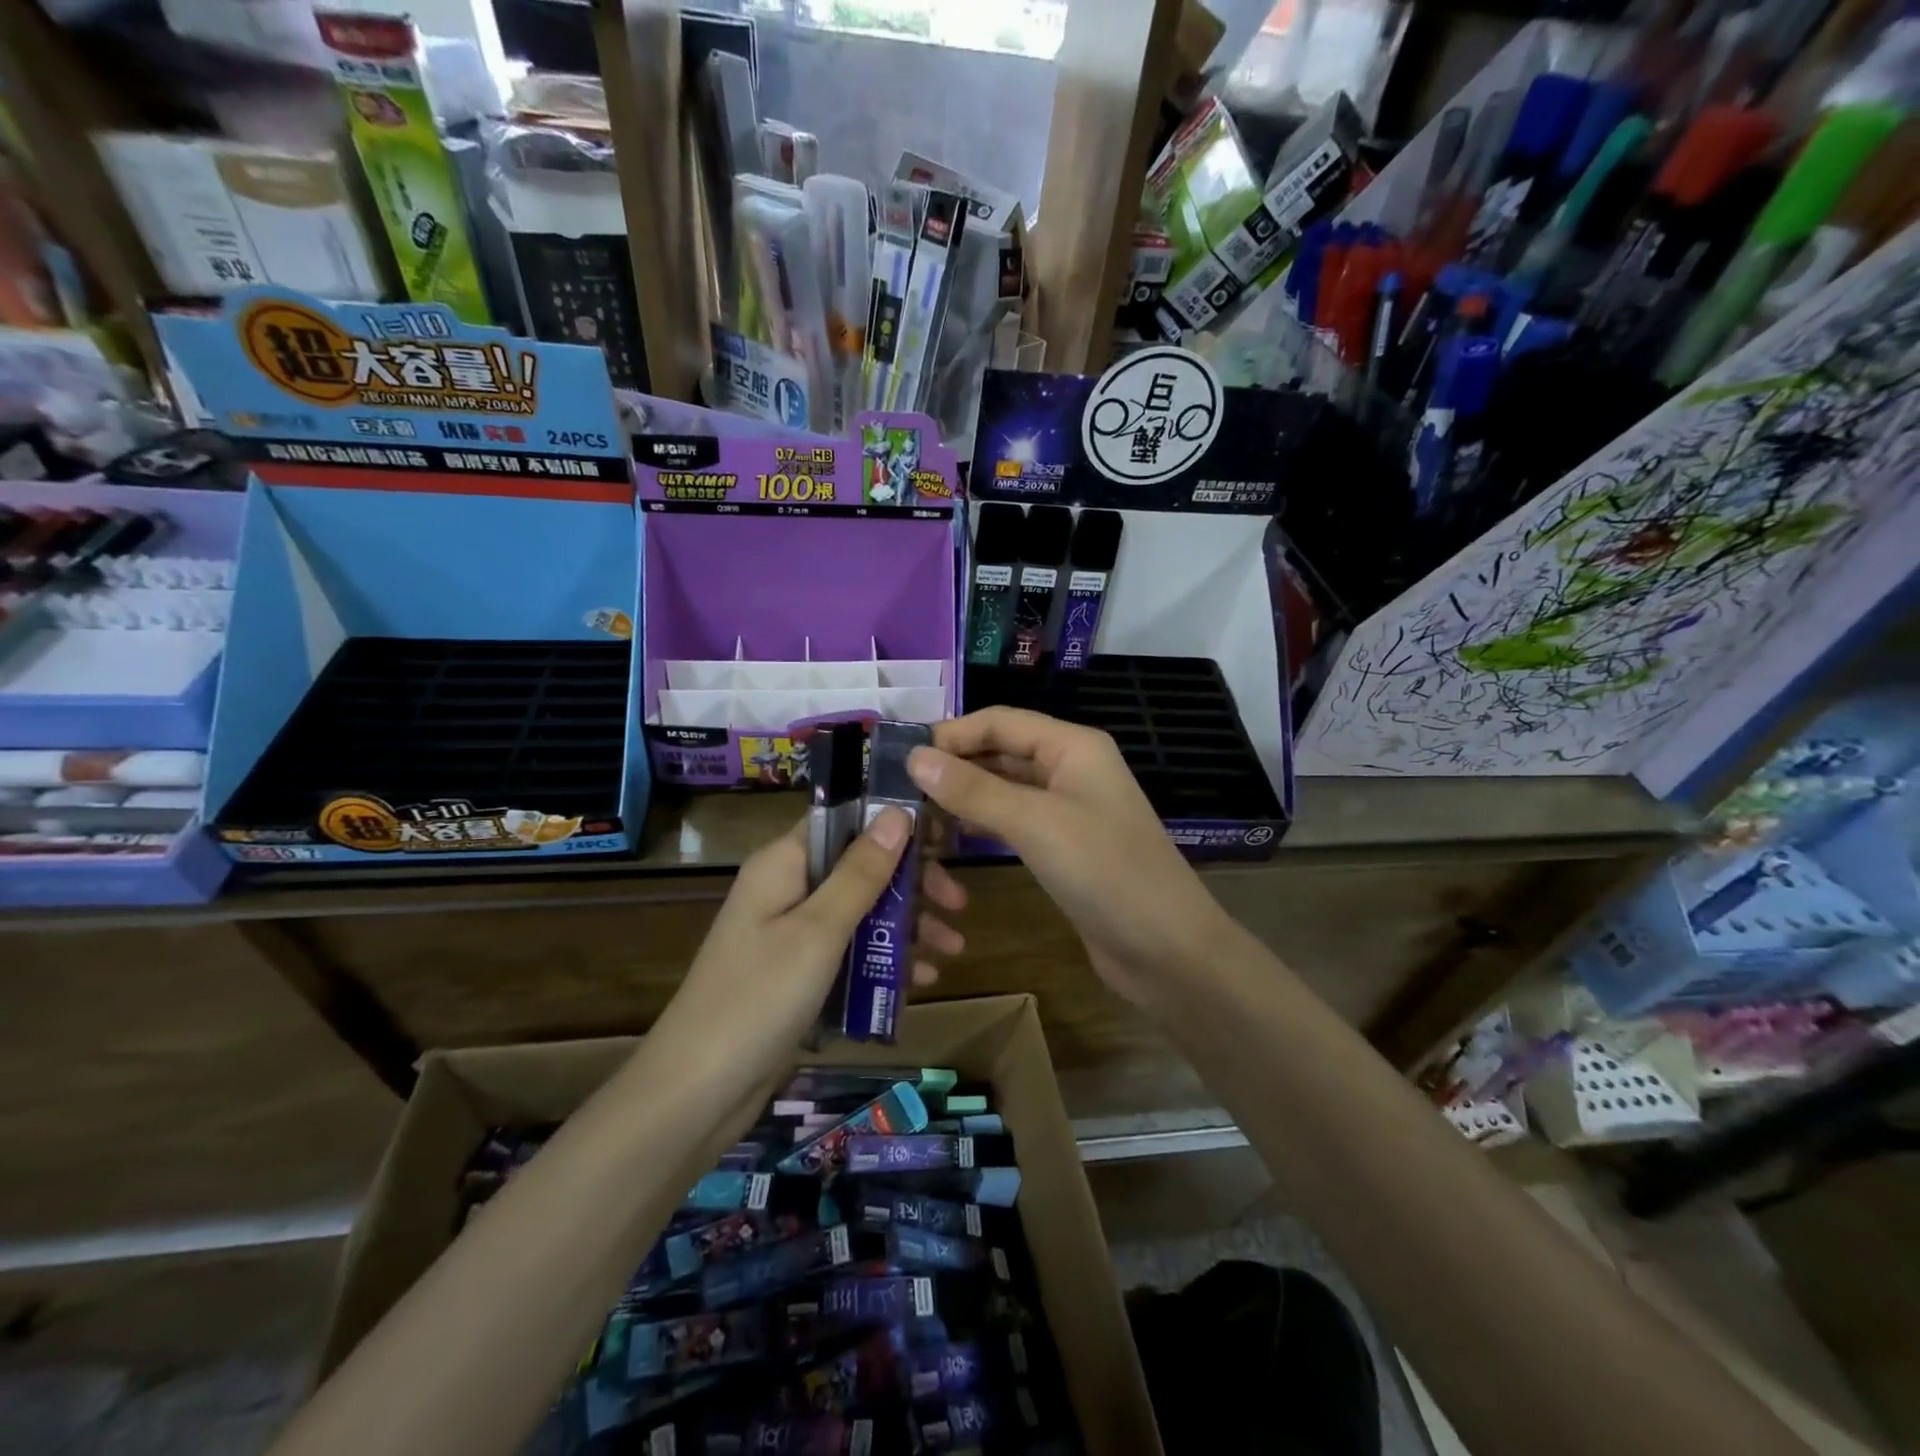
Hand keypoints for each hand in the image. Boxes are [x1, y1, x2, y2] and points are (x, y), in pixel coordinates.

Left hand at [662, 811, 970, 1073]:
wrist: (697, 1094)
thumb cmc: (759, 998)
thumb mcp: (819, 931)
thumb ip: (860, 872)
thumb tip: (897, 812)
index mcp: (784, 864)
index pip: (845, 820)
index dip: (893, 823)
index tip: (943, 837)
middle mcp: (788, 889)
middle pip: (860, 868)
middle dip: (911, 883)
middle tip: (958, 903)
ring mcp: (792, 935)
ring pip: (861, 912)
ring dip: (907, 926)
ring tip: (953, 949)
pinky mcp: (799, 975)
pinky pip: (851, 953)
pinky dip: (884, 961)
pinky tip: (922, 980)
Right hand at [907, 708, 1235, 1006]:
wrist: (1165, 949)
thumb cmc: (1105, 872)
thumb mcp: (1035, 823)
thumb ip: (973, 789)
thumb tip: (914, 757)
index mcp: (1072, 746)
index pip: (999, 721)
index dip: (950, 734)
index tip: (899, 756)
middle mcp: (1070, 768)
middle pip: (1000, 752)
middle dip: (952, 766)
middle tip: (898, 791)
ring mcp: (1067, 808)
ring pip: (1003, 789)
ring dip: (963, 797)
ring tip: (914, 816)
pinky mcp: (1062, 845)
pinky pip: (1013, 821)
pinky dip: (981, 824)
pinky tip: (949, 839)